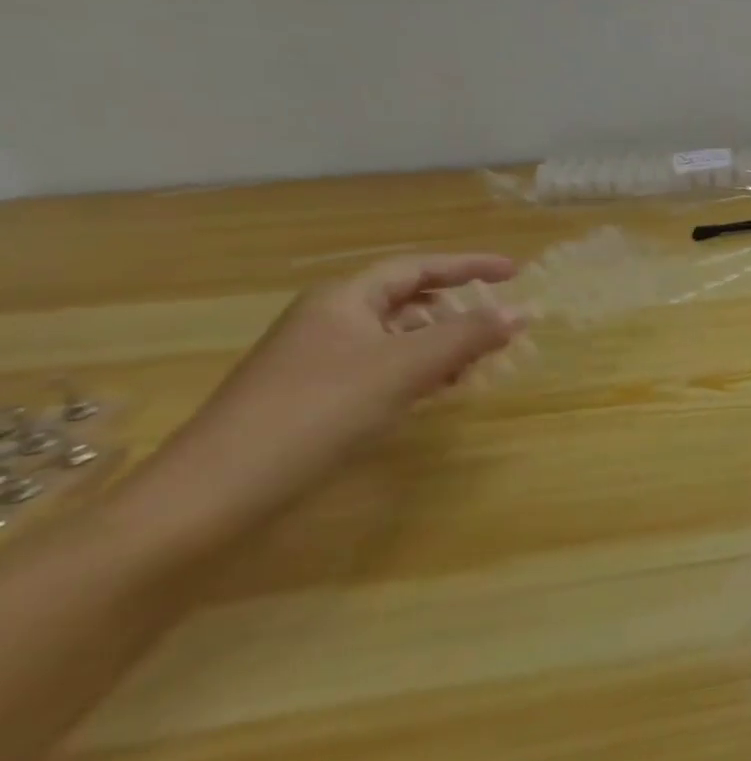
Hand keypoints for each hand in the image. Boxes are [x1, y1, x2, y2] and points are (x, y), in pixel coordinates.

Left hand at [149, 255, 524, 534]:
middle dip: (459, 311)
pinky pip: (382, 370)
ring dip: (441, 346)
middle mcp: (329, 321)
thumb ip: (469, 335)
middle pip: (408, 302)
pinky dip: (418, 373)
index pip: (418, 267)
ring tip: (479, 364)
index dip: (469, 266)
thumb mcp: (406, 367)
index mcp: (344, 299)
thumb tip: (525, 311)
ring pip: (397, 339)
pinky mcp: (315, 399)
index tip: (515, 272)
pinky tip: (437, 393)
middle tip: (501, 326)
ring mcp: (318, 361)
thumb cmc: (319, 410)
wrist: (215, 493)